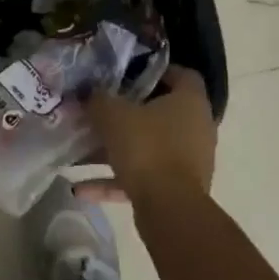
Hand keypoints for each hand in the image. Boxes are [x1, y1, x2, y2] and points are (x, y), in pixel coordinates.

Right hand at [77, 65, 216, 205]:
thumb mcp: (113, 115)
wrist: (169, 209)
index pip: (182, 74)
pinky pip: (144, 177)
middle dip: (131, 111)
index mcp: (190, 101)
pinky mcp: (179, 190)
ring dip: (120, 148)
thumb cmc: (147, 148)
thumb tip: (90, 93)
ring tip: (85, 149)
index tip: (127, 73)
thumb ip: (99, 99)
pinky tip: (81, 188)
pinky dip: (116, 180)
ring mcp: (190, 161)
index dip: (156, 70)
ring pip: (151, 146)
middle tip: (103, 108)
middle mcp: (197, 127)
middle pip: (163, 111)